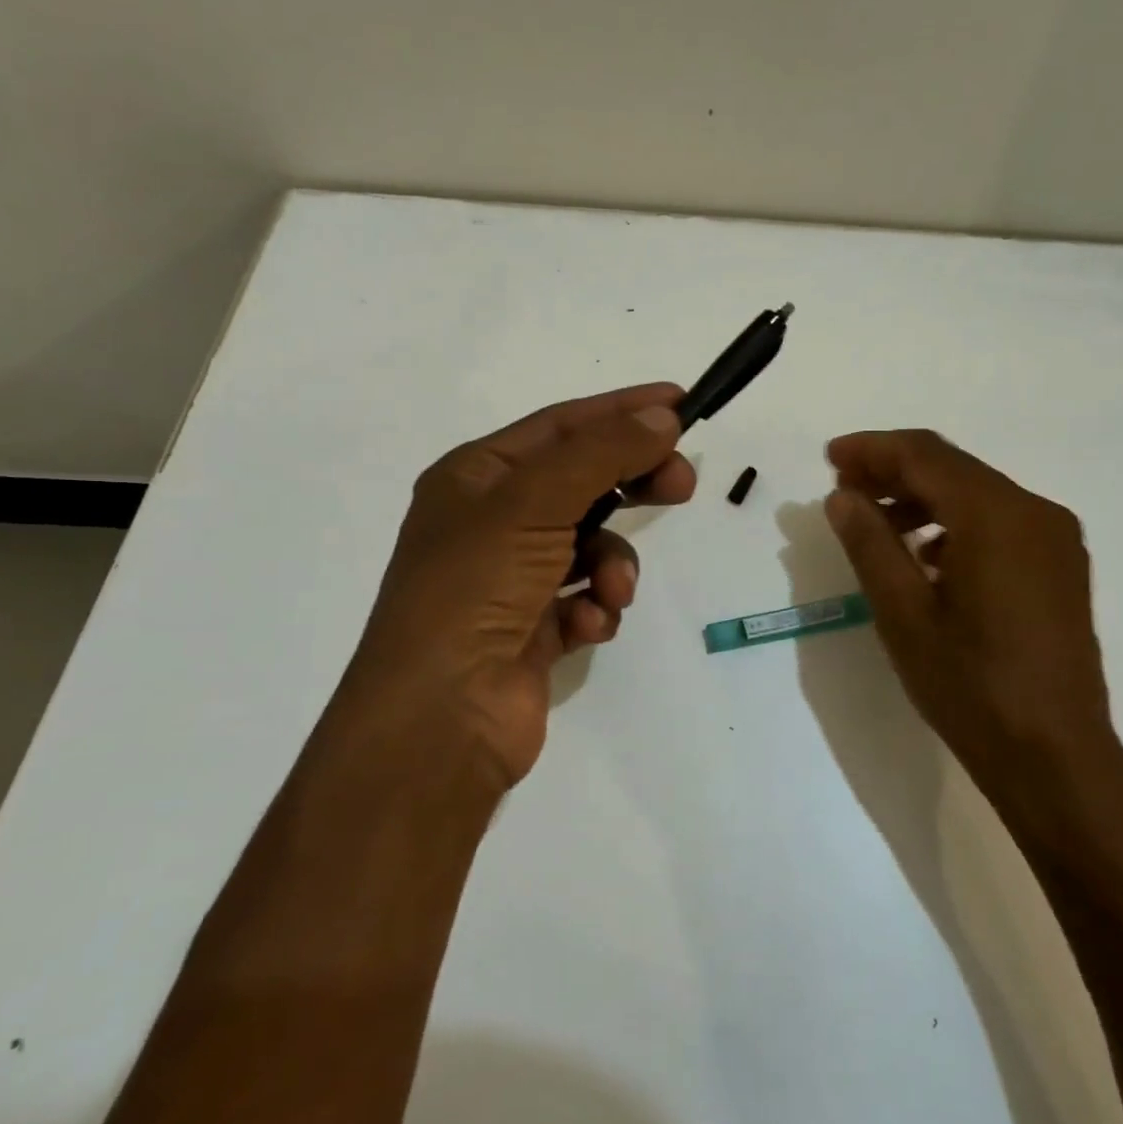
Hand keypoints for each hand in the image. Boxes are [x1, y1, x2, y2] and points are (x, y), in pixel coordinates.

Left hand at [333, 385, 694, 788]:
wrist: (440, 719)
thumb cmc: (475, 590)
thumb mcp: (535, 502)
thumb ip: (602, 453)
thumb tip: (662, 416)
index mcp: (477, 477)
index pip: (561, 425)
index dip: (621, 410)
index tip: (681, 404)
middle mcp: (492, 521)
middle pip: (583, 481)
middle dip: (632, 483)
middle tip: (682, 483)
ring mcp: (513, 577)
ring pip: (591, 545)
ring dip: (613, 563)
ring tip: (611, 590)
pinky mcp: (534, 627)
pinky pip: (586, 597)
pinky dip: (595, 608)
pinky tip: (586, 627)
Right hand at [823, 429, 1122, 848]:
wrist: (1056, 757)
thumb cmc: (971, 687)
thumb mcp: (904, 615)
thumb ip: (870, 544)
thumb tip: (841, 495)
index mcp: (997, 516)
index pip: (925, 456)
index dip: (872, 450)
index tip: (829, 458)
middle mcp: (1035, 511)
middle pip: (954, 469)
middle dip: (894, 471)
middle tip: (844, 489)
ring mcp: (1055, 539)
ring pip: (977, 494)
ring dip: (923, 498)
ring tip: (876, 523)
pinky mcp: (1060, 566)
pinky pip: (1000, 522)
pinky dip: (955, 523)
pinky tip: (925, 556)